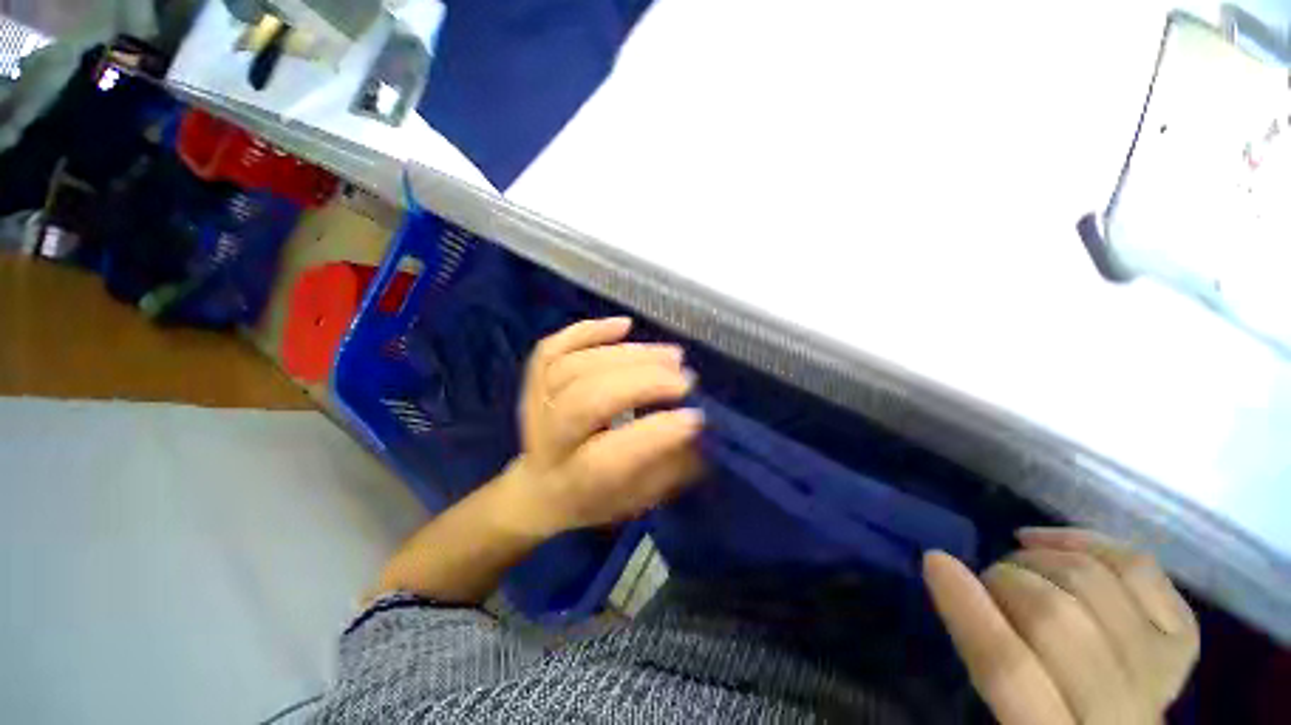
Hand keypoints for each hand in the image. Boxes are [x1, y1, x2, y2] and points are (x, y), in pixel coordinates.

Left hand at [498, 318, 703, 536]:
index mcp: (575, 481)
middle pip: (587, 400)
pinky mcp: (533, 380)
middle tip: (684, 376)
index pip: (610, 456)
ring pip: (575, 367)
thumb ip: (669, 466)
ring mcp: (535, 405)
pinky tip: (624, 325)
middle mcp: (548, 441)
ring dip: (628, 355)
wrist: (540, 488)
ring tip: (670, 354)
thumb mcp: (638, 498)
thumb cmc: (596, 496)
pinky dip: (589, 330)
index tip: (696, 415)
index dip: (656, 433)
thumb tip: (700, 426)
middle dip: (642, 382)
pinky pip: (553, 346)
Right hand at [923, 528, 1198, 724]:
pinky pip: (1139, 568)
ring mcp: (1162, 671)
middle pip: (1058, 621)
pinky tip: (1055, 543)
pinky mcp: (1182, 640)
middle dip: (1005, 581)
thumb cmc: (1041, 723)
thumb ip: (980, 662)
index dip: (970, 611)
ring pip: (1097, 585)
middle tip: (986, 581)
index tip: (935, 561)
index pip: (1011, 672)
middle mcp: (1123, 712)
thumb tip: (948, 579)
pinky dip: (1090, 543)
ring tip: (1020, 563)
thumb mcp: (1002, 716)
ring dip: (1042, 559)